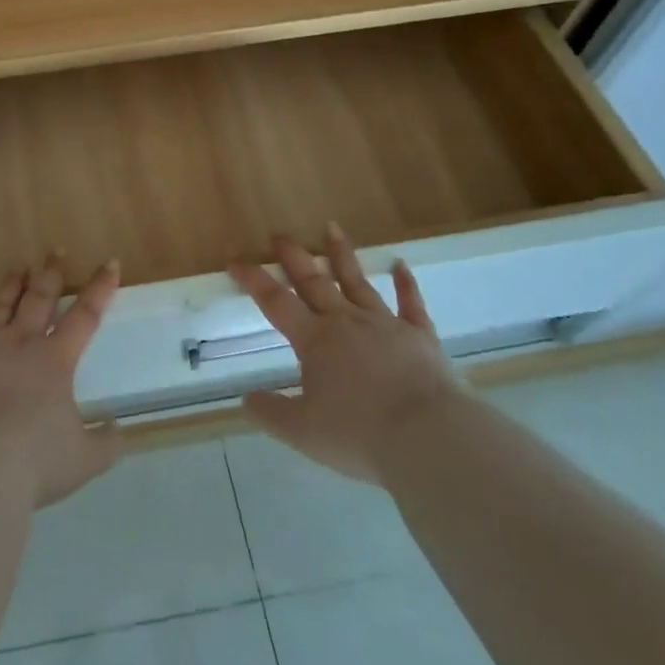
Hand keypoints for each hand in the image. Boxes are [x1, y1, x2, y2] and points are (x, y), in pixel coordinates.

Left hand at [0, 256, 122, 507]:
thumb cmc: (30, 462)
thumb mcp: (82, 461)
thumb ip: (104, 442)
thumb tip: (117, 427)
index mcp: (55, 361)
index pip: (85, 316)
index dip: (99, 288)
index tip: (109, 263)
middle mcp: (19, 343)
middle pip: (39, 298)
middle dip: (50, 272)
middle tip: (55, 251)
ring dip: (11, 285)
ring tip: (18, 269)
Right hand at [229, 226, 458, 481]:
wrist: (428, 436)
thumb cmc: (359, 434)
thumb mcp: (302, 432)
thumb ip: (271, 412)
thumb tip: (245, 399)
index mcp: (314, 340)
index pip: (275, 301)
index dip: (253, 279)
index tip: (236, 260)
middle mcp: (346, 321)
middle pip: (315, 282)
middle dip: (294, 257)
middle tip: (280, 234)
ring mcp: (385, 324)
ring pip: (358, 282)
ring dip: (342, 255)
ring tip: (331, 227)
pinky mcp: (420, 335)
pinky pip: (411, 303)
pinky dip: (405, 283)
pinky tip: (401, 265)